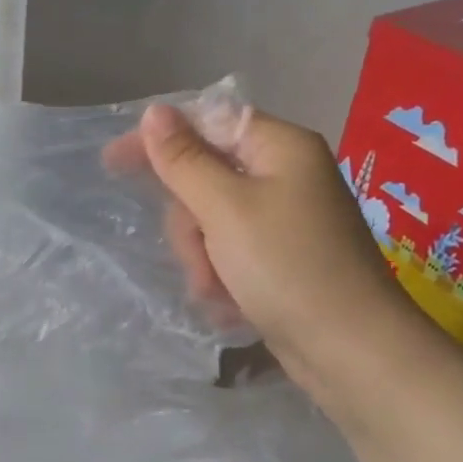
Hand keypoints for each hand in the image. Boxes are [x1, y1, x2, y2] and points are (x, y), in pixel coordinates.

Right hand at [107, 101, 426, 392]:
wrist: (350, 350)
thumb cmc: (287, 267)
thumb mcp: (225, 208)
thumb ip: (184, 160)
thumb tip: (154, 112)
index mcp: (280, 148)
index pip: (206, 122)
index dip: (159, 140)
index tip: (112, 162)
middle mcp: (284, 176)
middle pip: (204, 178)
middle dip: (189, 221)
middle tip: (195, 255)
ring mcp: (284, 220)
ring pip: (211, 221)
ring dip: (202, 257)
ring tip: (214, 290)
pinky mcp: (281, 258)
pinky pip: (229, 252)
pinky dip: (220, 275)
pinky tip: (227, 303)